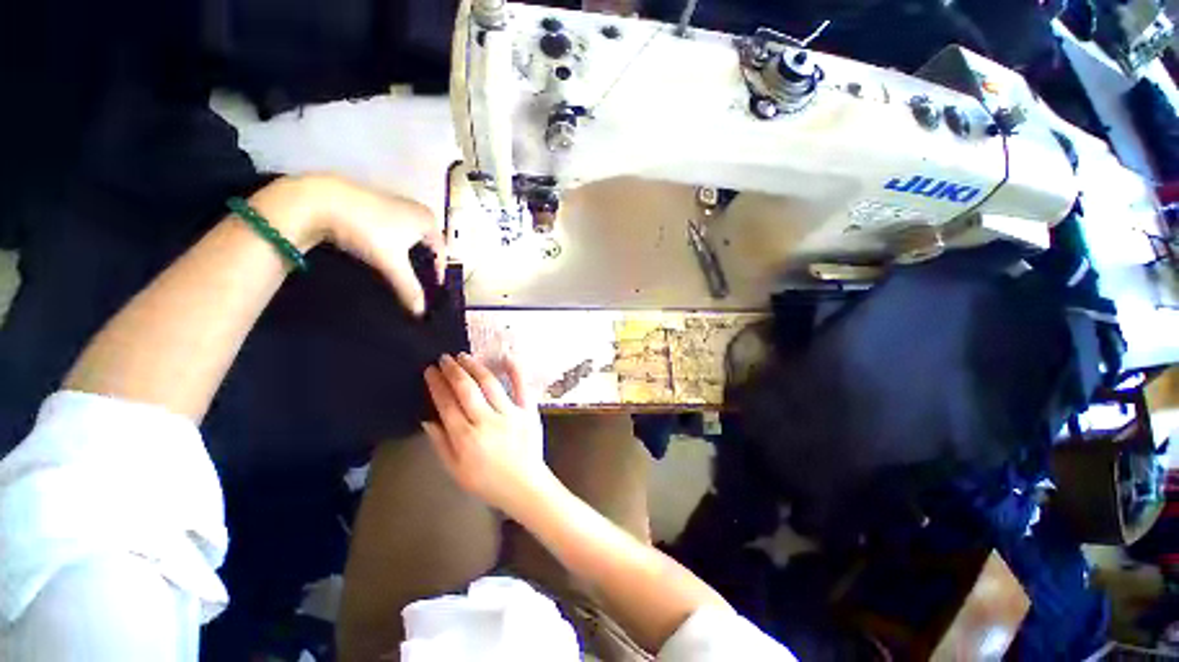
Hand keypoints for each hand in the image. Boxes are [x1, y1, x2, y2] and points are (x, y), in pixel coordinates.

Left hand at [249, 175, 444, 314]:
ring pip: (408, 237)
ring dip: (406, 254)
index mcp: (428, 221)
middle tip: (416, 282)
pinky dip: (391, 244)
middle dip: (423, 263)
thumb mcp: (392, 263)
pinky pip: (392, 230)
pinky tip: (379, 254)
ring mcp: (394, 205)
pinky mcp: (374, 205)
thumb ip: (409, 288)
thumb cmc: (367, 229)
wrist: (321, 200)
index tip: (432, 287)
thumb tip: (420, 311)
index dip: (438, 271)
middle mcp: (416, 210)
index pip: (441, 251)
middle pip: (426, 244)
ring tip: (398, 271)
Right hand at [422, 353, 551, 516]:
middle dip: (453, 371)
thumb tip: (427, 418)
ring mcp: (510, 413)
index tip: (430, 371)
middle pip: (466, 389)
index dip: (437, 385)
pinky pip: (522, 386)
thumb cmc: (488, 482)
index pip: (447, 404)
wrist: (525, 487)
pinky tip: (507, 357)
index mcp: (466, 438)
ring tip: (464, 356)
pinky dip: (515, 370)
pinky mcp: (528, 411)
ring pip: (489, 384)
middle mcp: (486, 421)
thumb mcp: (455, 471)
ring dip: (475, 367)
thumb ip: (441, 444)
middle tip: (445, 358)